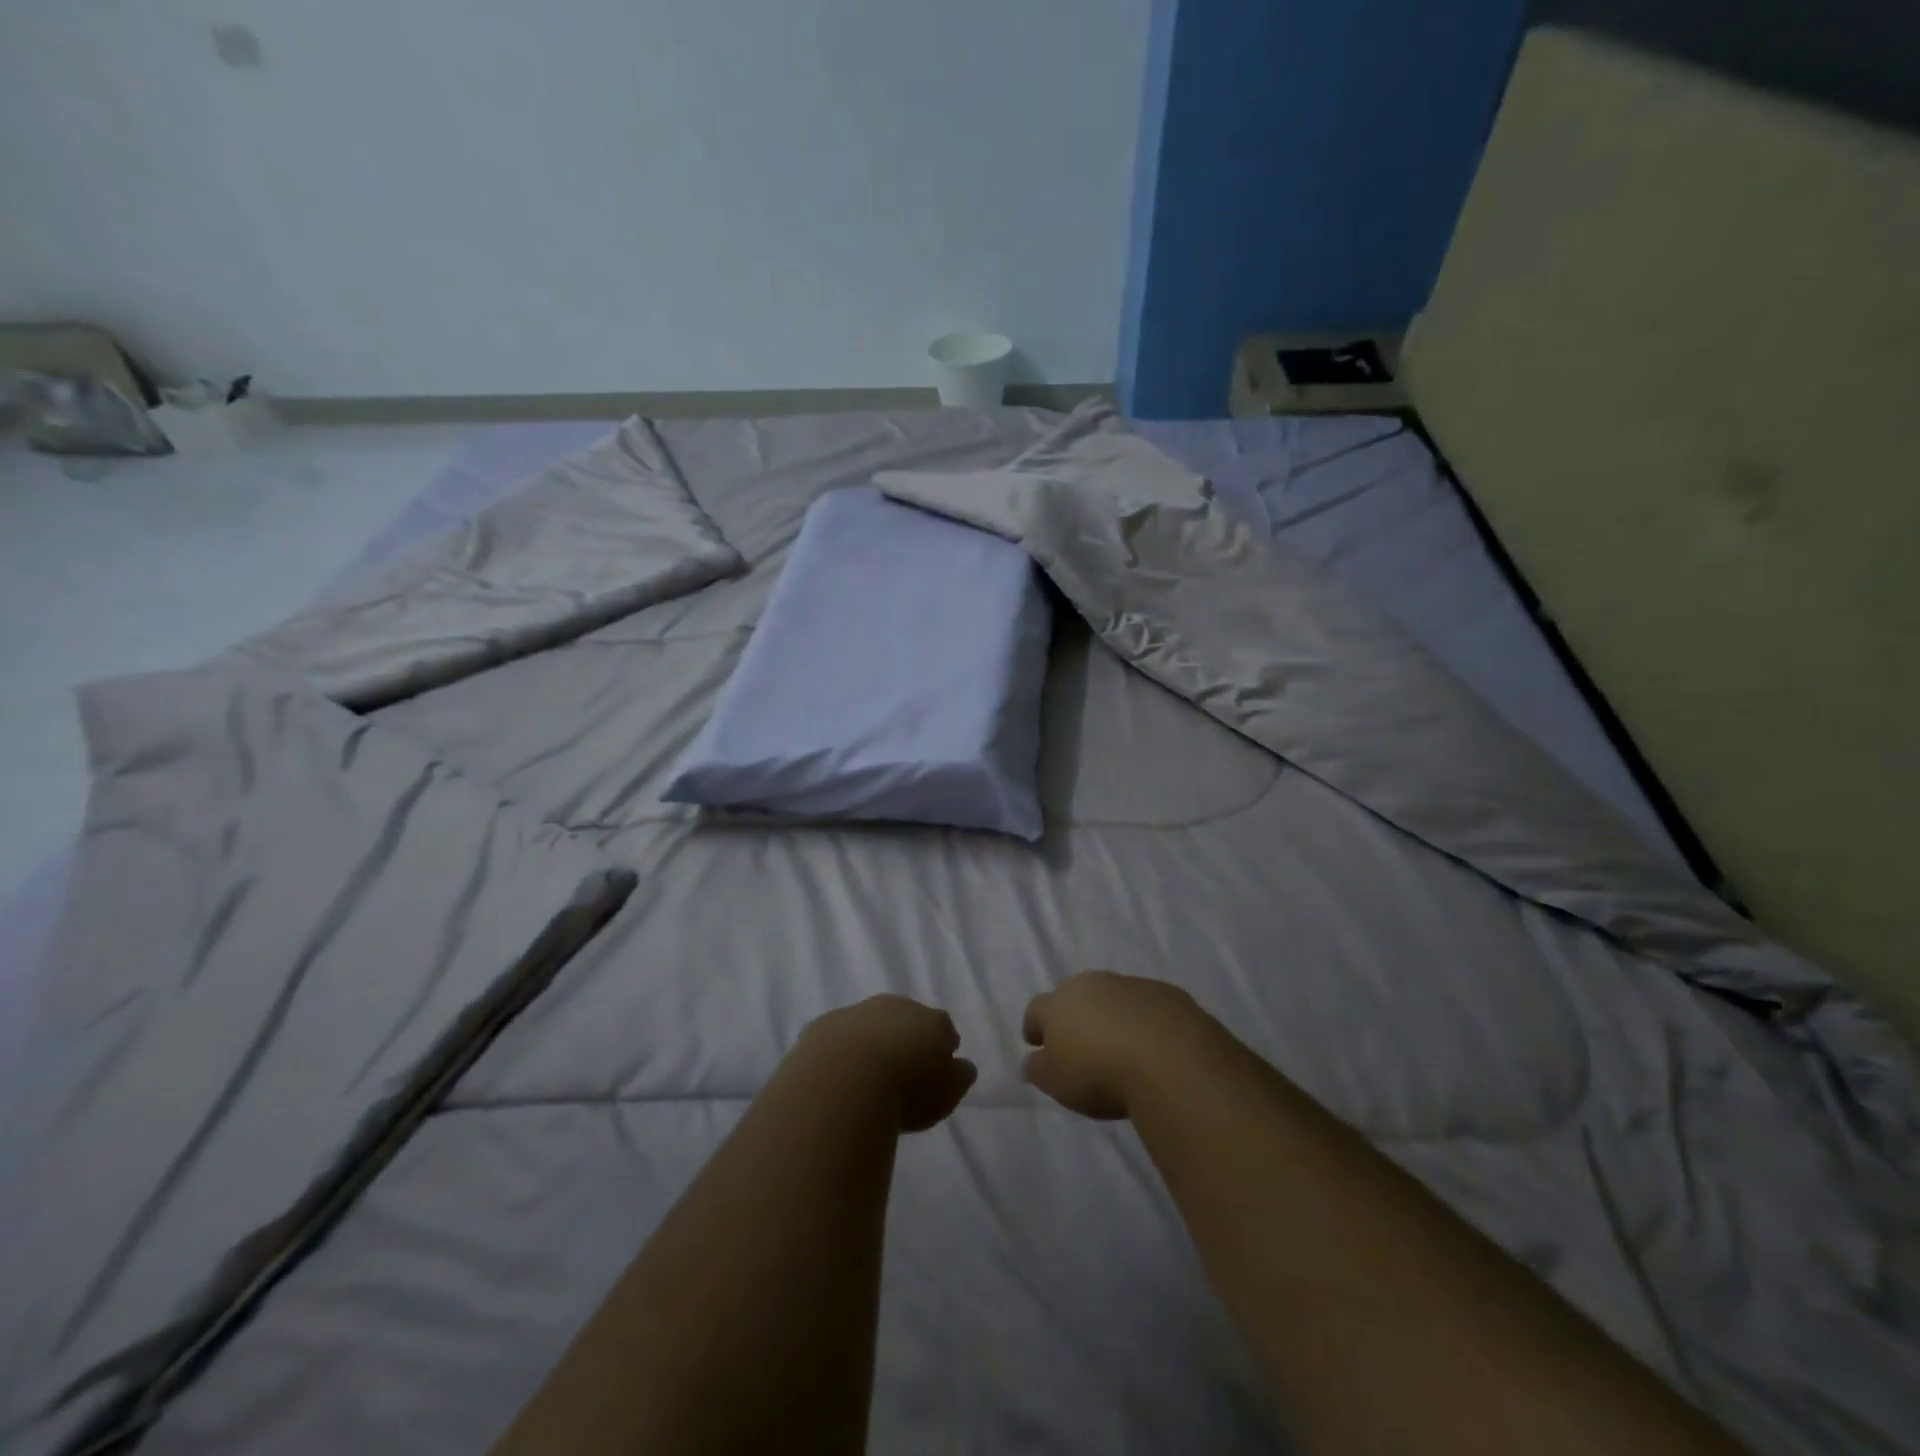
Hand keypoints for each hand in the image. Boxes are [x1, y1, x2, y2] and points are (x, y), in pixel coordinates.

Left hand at [798, 995, 977, 1132]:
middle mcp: (895, 1006)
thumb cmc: (907, 1090)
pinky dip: (839, 1052)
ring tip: (866, 1077)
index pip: (943, 1027)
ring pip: (869, 1024)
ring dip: (870, 1042)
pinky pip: (836, 1037)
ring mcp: (857, 1012)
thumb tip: (961, 1066)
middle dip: (905, 1038)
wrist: (845, 1080)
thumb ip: (959, 1076)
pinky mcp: (822, 1026)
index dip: (941, 1047)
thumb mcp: (947, 1093)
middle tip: (901, 1070)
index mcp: (931, 1020)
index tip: (936, 1069)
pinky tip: (836, 1076)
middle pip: (905, 1019)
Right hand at [1022, 971, 1220, 1119]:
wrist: (1170, 1060)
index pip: (1036, 1009)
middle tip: (1080, 1043)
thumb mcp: (1057, 1083)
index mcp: (1058, 1002)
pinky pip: (1147, 1005)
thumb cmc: (1100, 1073)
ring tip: (1120, 1046)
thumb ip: (1038, 1069)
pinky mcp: (1167, 992)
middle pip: (1074, 995)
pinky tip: (1153, 1045)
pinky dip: (1144, 1020)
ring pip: (1112, 996)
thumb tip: (1031, 1060)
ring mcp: (1131, 984)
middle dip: (1074, 1015)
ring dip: (1111, 1015)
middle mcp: (1091, 983)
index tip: (1036, 1043)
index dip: (1034, 1027)